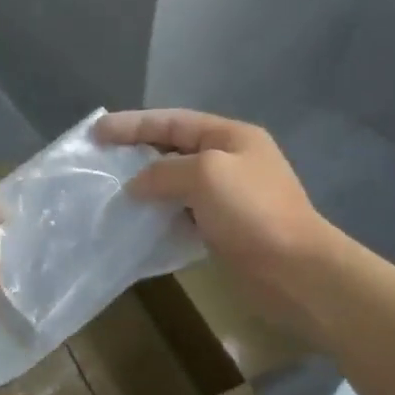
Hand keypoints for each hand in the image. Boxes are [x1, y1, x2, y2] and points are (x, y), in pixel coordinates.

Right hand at [94, 108, 340, 338]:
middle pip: (172, 148)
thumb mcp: (205, 175)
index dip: (132, 124)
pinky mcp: (224, 227)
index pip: (171, 121)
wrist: (298, 273)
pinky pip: (181, 210)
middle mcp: (229, 160)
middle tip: (99, 158)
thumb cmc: (253, 212)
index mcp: (230, 136)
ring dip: (144, 184)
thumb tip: (136, 185)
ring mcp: (228, 195)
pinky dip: (158, 211)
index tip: (96, 132)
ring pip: (175, 181)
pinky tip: (137, 219)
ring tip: (111, 189)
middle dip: (135, 151)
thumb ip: (164, 171)